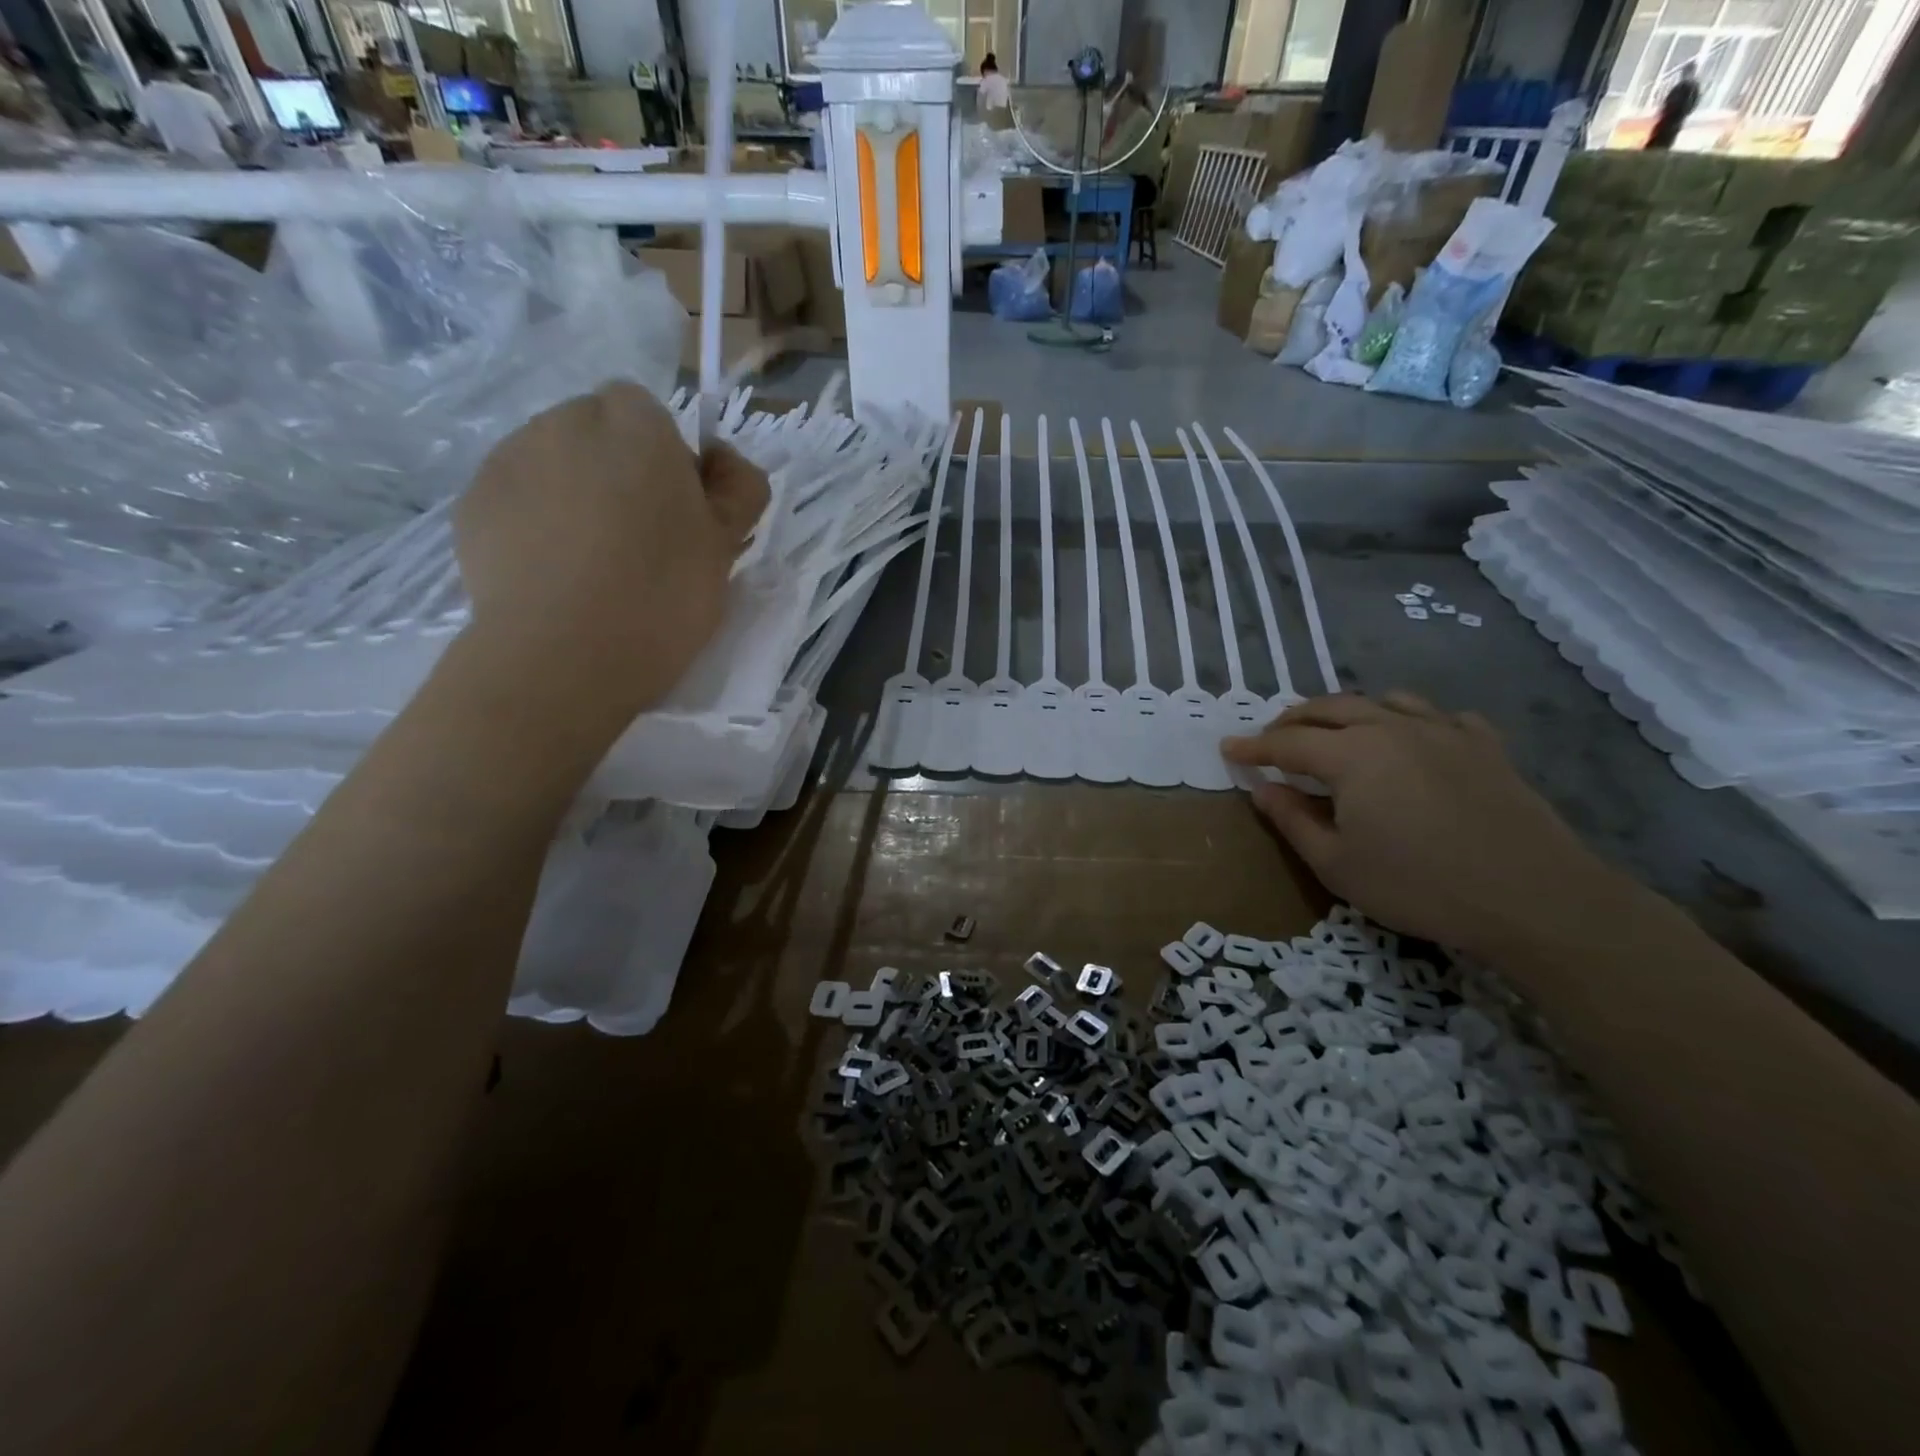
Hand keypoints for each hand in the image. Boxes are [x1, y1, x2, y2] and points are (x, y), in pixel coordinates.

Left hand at [453, 382, 767, 728]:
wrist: (565, 655)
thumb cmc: (663, 595)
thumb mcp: (727, 545)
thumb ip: (740, 488)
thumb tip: (721, 460)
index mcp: (636, 426)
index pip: (647, 410)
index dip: (664, 455)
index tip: (677, 510)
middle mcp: (565, 423)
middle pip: (595, 430)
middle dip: (615, 468)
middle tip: (638, 539)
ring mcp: (509, 459)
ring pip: (552, 461)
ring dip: (573, 492)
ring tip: (591, 563)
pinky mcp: (472, 503)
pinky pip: (516, 498)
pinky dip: (534, 522)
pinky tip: (552, 575)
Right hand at [1222, 693, 1623, 961]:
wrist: (1534, 899)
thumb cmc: (1420, 886)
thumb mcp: (1337, 865)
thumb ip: (1293, 821)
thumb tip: (1263, 789)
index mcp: (1351, 755)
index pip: (1287, 742)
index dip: (1253, 746)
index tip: (1228, 748)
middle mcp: (1391, 728)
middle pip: (1330, 708)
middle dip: (1292, 720)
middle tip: (1271, 739)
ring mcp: (1444, 731)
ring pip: (1383, 701)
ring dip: (1348, 711)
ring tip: (1335, 731)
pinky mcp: (1485, 745)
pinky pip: (1438, 716)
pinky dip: (1410, 721)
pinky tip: (1413, 740)